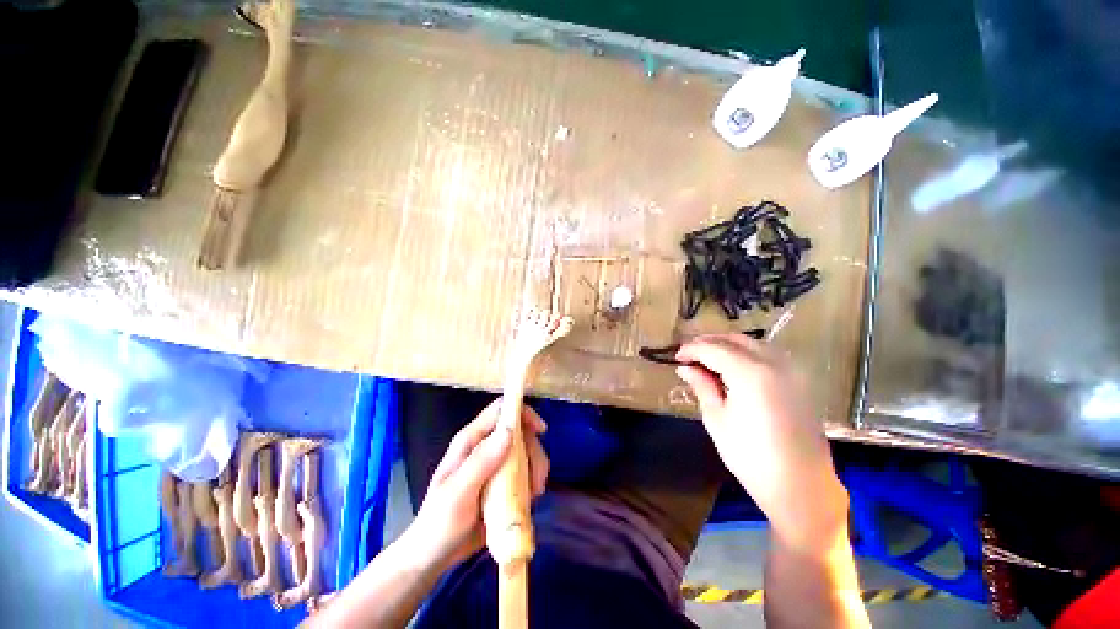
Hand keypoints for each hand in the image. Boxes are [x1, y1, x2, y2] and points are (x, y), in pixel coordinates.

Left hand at [402, 398, 549, 572]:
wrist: (432, 557)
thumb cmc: (439, 524)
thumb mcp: (457, 494)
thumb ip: (481, 461)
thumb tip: (510, 430)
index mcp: (470, 441)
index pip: (500, 411)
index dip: (521, 413)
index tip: (541, 430)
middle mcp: (485, 446)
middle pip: (519, 431)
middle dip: (533, 450)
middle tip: (538, 479)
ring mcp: (494, 464)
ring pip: (525, 451)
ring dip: (536, 468)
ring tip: (535, 493)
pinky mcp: (502, 481)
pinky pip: (525, 471)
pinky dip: (533, 480)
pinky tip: (531, 498)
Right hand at [675, 334, 846, 547]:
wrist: (802, 486)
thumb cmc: (752, 457)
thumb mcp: (717, 420)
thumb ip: (702, 386)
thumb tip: (685, 368)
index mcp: (751, 374)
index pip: (713, 349)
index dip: (692, 349)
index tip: (676, 357)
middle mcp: (774, 363)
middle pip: (734, 339)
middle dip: (708, 342)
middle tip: (689, 355)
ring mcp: (791, 370)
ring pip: (752, 343)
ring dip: (727, 345)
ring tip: (707, 359)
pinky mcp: (799, 380)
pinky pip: (767, 354)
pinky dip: (746, 353)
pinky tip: (733, 366)